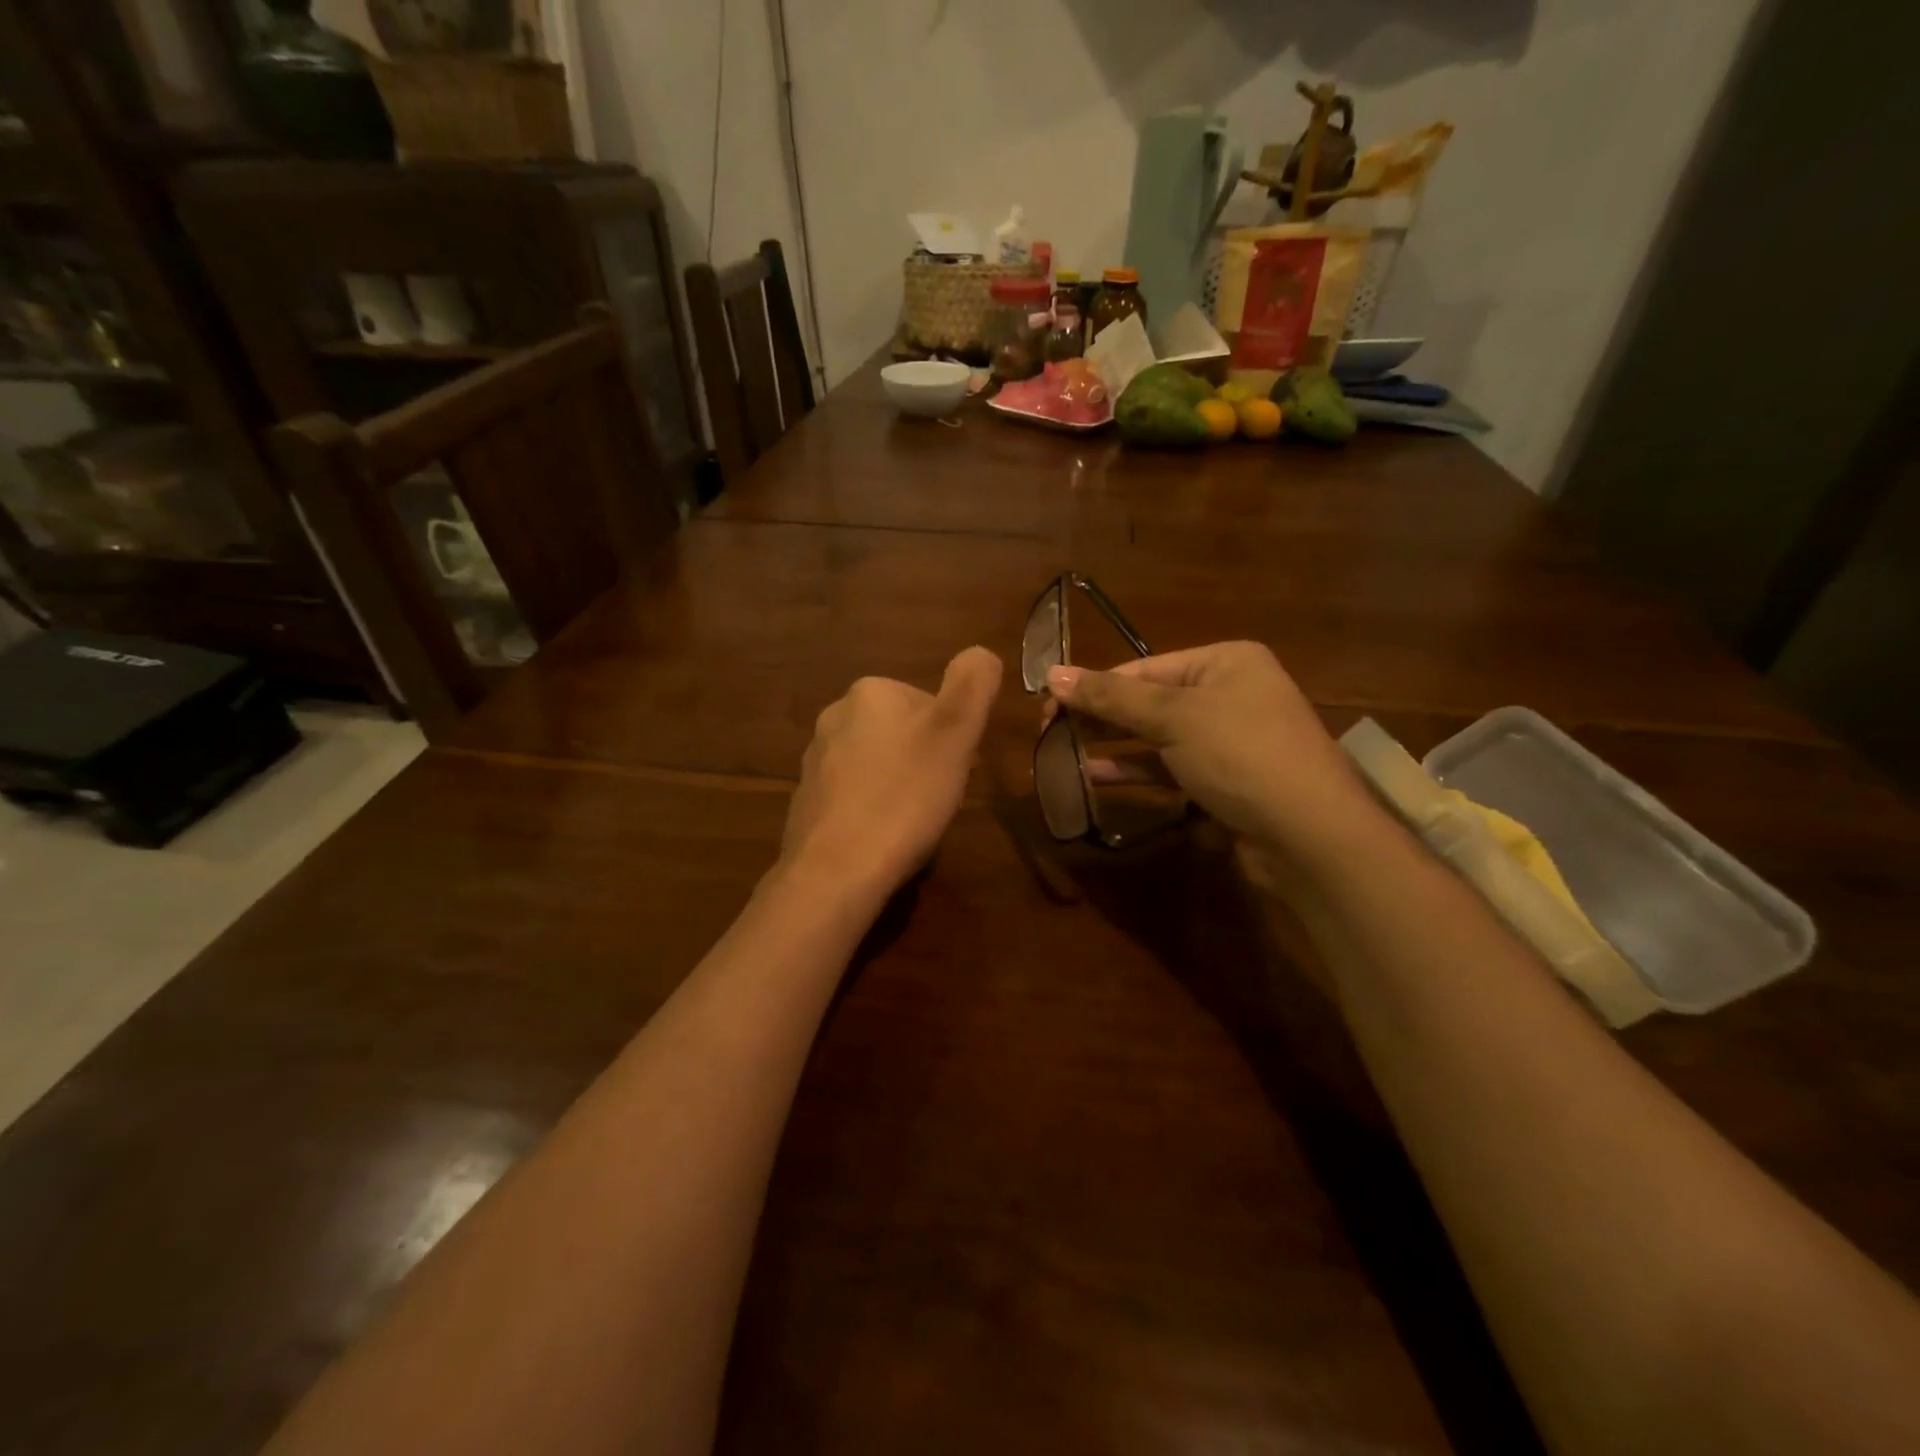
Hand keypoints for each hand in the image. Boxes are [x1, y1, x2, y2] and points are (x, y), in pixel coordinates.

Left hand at [779, 647, 1002, 899]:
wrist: (837, 868)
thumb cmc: (906, 795)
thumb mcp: (956, 731)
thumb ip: (973, 682)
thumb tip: (979, 653)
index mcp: (870, 691)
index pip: (928, 703)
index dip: (952, 738)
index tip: (958, 770)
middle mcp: (835, 716)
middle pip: (901, 732)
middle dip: (925, 760)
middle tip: (938, 797)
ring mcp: (815, 760)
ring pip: (877, 763)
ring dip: (899, 784)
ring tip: (912, 822)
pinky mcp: (806, 800)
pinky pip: (853, 795)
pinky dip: (872, 809)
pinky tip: (882, 837)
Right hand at [1044, 642, 1376, 865]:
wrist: (1310, 835)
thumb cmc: (1241, 755)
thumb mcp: (1173, 718)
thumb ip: (1111, 697)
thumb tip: (1052, 674)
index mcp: (1225, 662)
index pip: (1145, 667)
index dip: (1095, 685)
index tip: (1049, 704)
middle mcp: (1229, 694)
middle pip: (1150, 700)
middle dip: (1102, 715)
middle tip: (1050, 730)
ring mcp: (1228, 740)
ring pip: (1157, 737)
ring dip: (1113, 745)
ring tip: (1064, 752)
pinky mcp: (1224, 781)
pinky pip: (1170, 767)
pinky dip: (1136, 770)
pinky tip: (1096, 775)